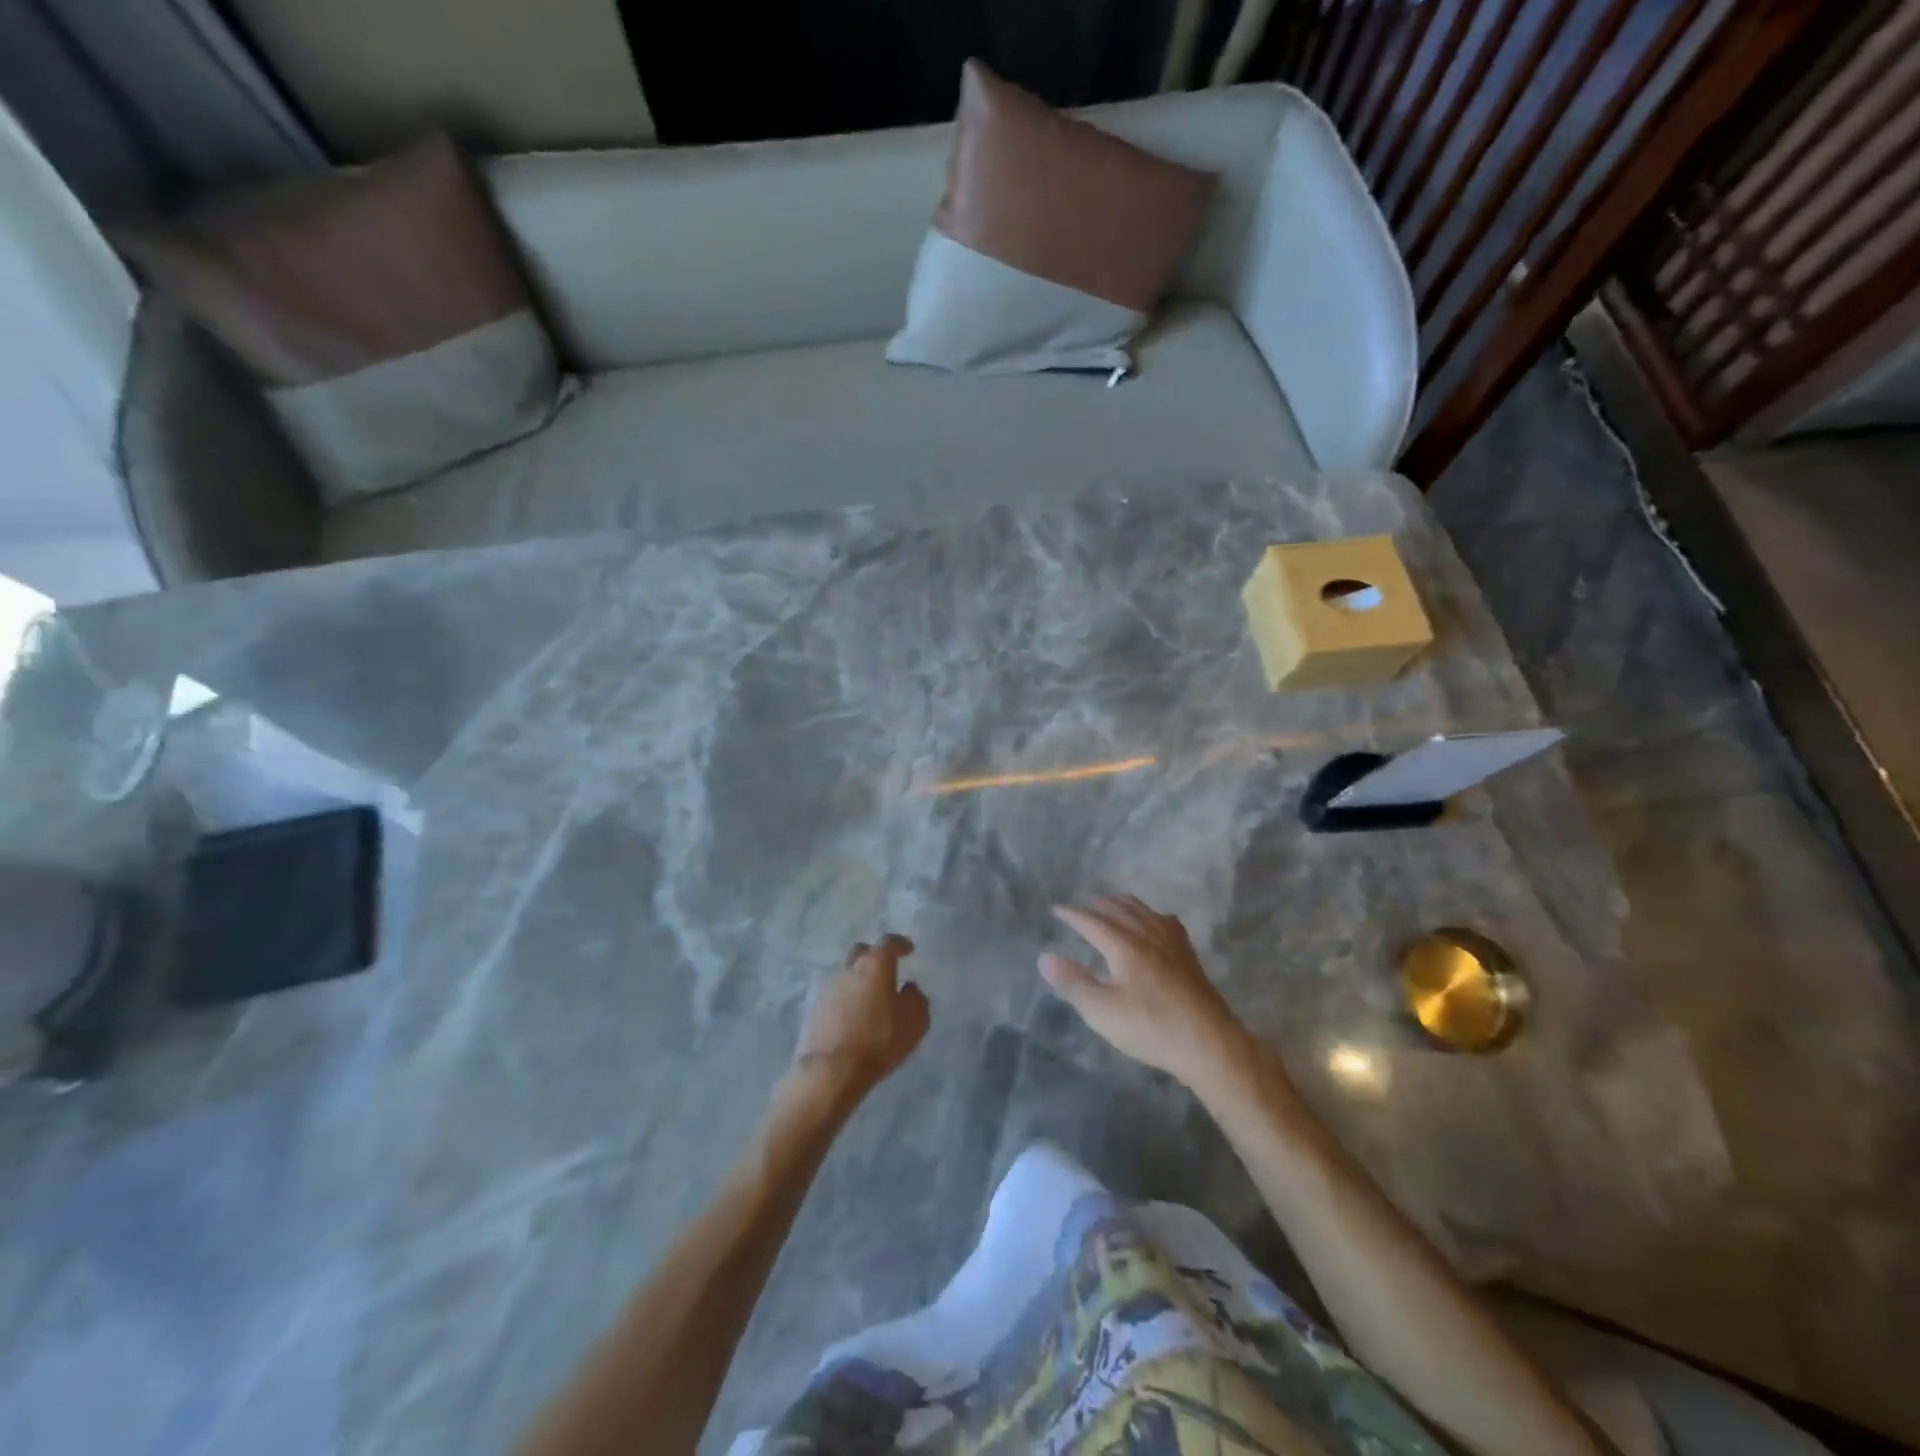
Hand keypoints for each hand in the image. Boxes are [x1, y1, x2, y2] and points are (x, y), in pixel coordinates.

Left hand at [791, 934, 930, 1104]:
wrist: (832, 1070)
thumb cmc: (879, 1040)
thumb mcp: (915, 1021)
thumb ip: (916, 999)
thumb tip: (908, 988)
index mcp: (875, 965)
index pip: (888, 943)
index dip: (900, 944)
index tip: (908, 950)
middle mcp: (849, 969)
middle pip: (861, 952)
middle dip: (874, 957)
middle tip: (885, 971)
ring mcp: (828, 989)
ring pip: (847, 975)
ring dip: (859, 982)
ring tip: (870, 1001)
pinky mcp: (814, 1009)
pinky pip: (835, 997)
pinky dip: (846, 1002)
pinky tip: (854, 1018)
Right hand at [1040, 895, 1248, 1085]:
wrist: (1208, 1043)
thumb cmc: (1150, 1027)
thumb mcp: (1102, 1011)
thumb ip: (1073, 982)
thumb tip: (1045, 957)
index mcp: (1124, 945)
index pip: (1092, 921)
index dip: (1072, 914)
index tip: (1057, 910)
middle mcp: (1147, 935)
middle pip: (1120, 909)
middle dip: (1098, 905)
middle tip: (1083, 906)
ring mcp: (1172, 943)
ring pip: (1144, 911)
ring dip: (1124, 904)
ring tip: (1113, 905)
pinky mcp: (1189, 956)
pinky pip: (1166, 921)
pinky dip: (1151, 914)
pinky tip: (1156, 923)